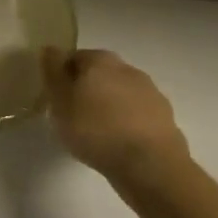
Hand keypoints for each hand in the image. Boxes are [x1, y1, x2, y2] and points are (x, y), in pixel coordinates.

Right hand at [42, 48, 190, 198]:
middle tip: (74, 116)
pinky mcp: (166, 119)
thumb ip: (52, 72)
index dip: (62, 77)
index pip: (73, 58)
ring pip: (120, 95)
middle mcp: (127, 69)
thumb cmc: (95, 130)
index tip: (57, 99)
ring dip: (109, 107)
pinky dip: (128, 124)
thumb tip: (50, 49)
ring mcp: (151, 93)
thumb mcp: (60, 101)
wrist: (151, 167)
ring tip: (97, 134)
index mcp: (100, 60)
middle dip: (87, 90)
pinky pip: (138, 116)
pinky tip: (120, 145)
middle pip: (99, 75)